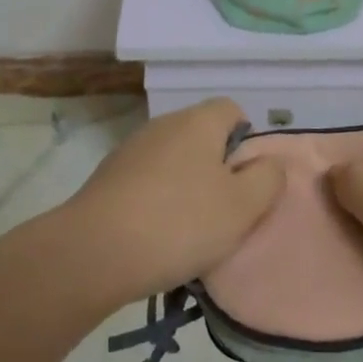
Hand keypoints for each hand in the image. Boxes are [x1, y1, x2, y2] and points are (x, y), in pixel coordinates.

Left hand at [62, 98, 285, 306]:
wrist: (93, 251)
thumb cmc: (179, 223)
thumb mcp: (242, 207)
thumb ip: (268, 179)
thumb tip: (269, 162)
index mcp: (199, 121)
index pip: (233, 110)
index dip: (247, 142)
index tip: (247, 182)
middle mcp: (165, 124)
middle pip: (203, 137)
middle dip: (217, 170)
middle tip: (225, 214)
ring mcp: (133, 149)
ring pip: (175, 161)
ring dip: (186, 189)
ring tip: (189, 234)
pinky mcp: (109, 177)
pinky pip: (147, 182)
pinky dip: (157, 203)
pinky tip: (156, 239)